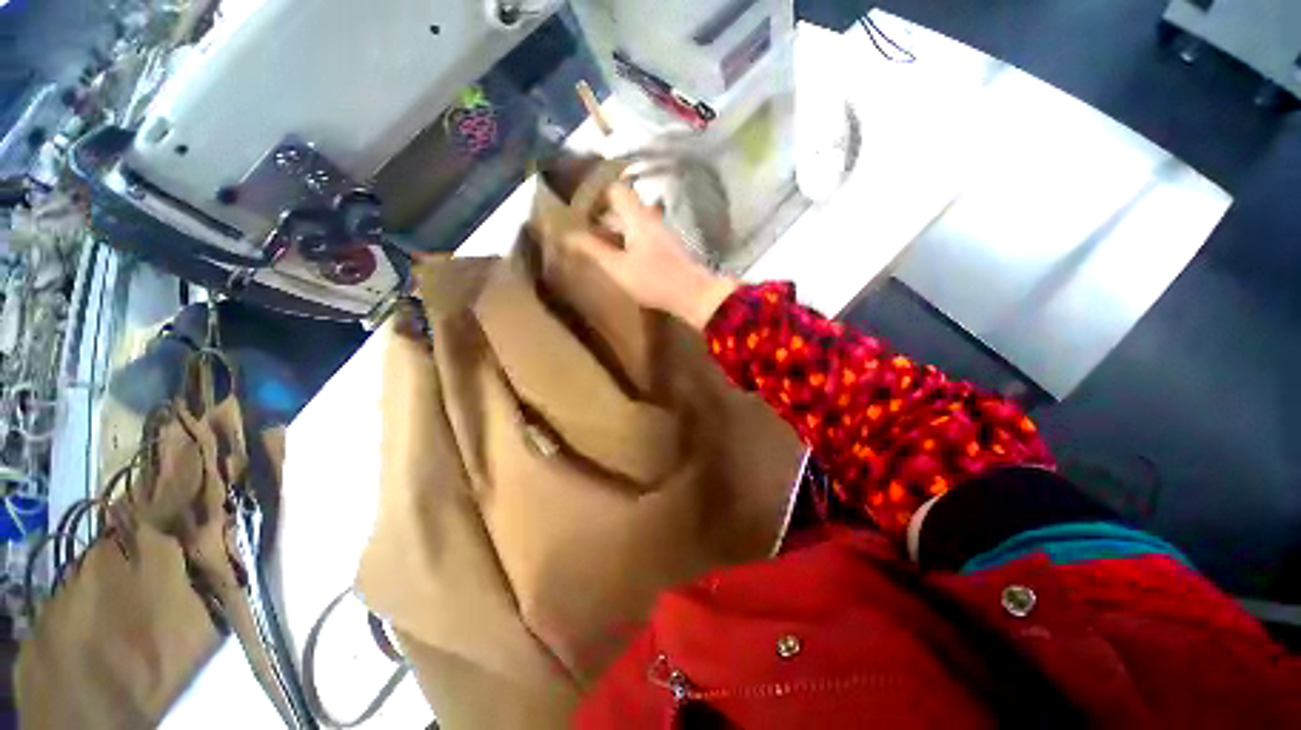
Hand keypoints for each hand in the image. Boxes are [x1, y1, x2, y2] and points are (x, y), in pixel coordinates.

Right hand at [564, 184, 736, 330]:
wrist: (693, 294)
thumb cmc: (654, 280)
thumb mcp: (617, 267)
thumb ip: (592, 249)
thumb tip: (567, 234)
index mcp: (637, 217)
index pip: (615, 189)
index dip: (595, 196)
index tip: (580, 211)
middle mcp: (651, 218)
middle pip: (623, 205)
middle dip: (602, 215)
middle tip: (584, 231)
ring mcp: (661, 232)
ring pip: (633, 220)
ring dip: (615, 229)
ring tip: (599, 246)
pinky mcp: (667, 246)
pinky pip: (642, 234)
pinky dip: (628, 239)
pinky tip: (621, 258)